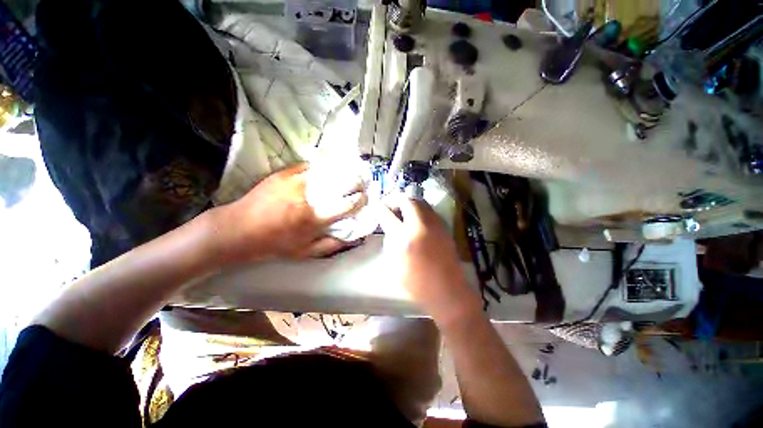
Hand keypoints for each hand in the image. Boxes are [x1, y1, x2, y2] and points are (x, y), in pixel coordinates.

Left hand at [210, 164, 365, 264]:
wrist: (237, 229)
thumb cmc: (273, 244)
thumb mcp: (305, 252)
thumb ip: (332, 245)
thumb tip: (354, 238)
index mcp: (314, 218)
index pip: (347, 204)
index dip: (360, 200)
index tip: (365, 198)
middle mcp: (308, 196)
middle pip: (341, 182)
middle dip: (356, 181)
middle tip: (361, 182)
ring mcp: (296, 181)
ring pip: (327, 170)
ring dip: (341, 171)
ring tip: (348, 172)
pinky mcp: (285, 173)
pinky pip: (310, 166)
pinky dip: (322, 167)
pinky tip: (326, 169)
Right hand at [377, 196, 481, 321]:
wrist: (448, 290)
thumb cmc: (417, 283)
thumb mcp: (395, 265)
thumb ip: (390, 242)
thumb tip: (389, 226)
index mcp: (405, 239)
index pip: (389, 216)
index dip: (381, 208)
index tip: (377, 205)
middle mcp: (422, 226)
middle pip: (408, 201)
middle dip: (397, 200)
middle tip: (392, 207)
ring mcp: (436, 225)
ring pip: (421, 203)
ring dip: (410, 203)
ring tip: (403, 211)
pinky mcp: (444, 228)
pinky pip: (430, 211)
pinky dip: (420, 209)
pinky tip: (416, 219)